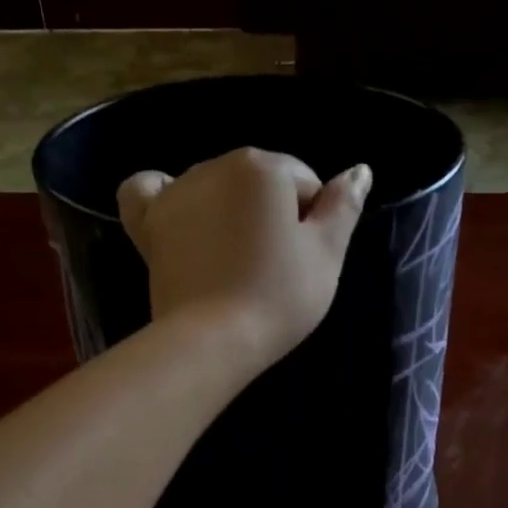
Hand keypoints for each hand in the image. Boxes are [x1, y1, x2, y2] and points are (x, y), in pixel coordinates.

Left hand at [118, 147, 370, 367]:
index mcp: (264, 168)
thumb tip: (360, 170)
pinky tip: (177, 215)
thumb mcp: (327, 255)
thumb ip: (344, 207)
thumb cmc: (279, 297)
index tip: (303, 262)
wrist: (214, 340)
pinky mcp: (148, 224)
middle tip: (272, 269)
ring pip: (214, 187)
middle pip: (259, 183)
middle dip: (270, 216)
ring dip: (228, 212)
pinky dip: (163, 197)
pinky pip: (147, 190)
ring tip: (232, 261)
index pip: (304, 184)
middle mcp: (216, 166)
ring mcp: (176, 193)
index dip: (312, 223)